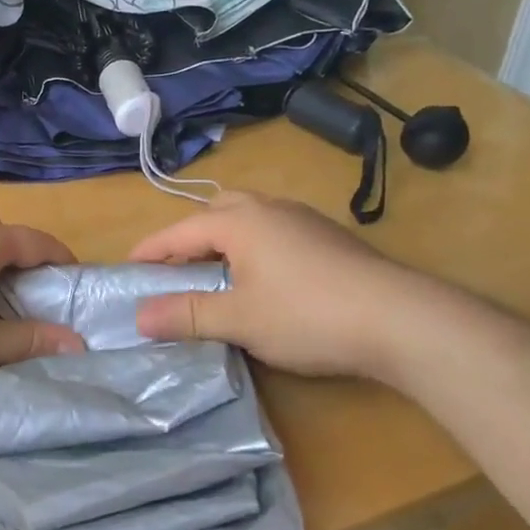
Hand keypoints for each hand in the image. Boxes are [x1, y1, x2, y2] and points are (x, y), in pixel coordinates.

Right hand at [128, 190, 424, 378]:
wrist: (401, 319)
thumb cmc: (308, 315)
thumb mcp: (239, 320)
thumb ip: (187, 314)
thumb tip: (138, 316)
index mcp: (240, 221)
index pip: (180, 230)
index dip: (151, 250)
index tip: (128, 268)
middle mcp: (269, 209)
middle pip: (216, 213)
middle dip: (190, 238)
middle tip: (177, 271)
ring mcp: (304, 220)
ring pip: (249, 220)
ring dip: (224, 242)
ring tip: (217, 277)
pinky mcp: (329, 238)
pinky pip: (275, 233)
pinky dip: (254, 249)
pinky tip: (265, 282)